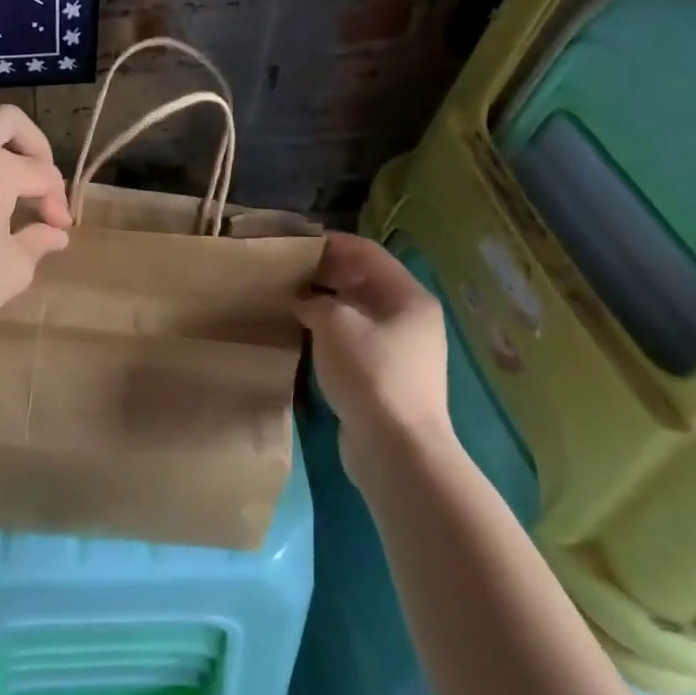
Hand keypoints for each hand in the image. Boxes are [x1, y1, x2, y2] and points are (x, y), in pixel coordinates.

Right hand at [295, 233, 456, 477]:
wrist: (397, 451)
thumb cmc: (370, 373)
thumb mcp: (335, 323)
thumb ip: (314, 301)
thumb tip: (302, 301)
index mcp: (409, 296)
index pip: (366, 252)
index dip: (330, 242)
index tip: (294, 242)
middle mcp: (410, 318)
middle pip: (363, 281)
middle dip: (324, 273)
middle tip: (285, 271)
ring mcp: (401, 350)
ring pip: (356, 312)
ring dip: (324, 304)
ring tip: (286, 300)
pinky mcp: (385, 378)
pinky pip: (354, 340)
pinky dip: (329, 332)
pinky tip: (300, 335)